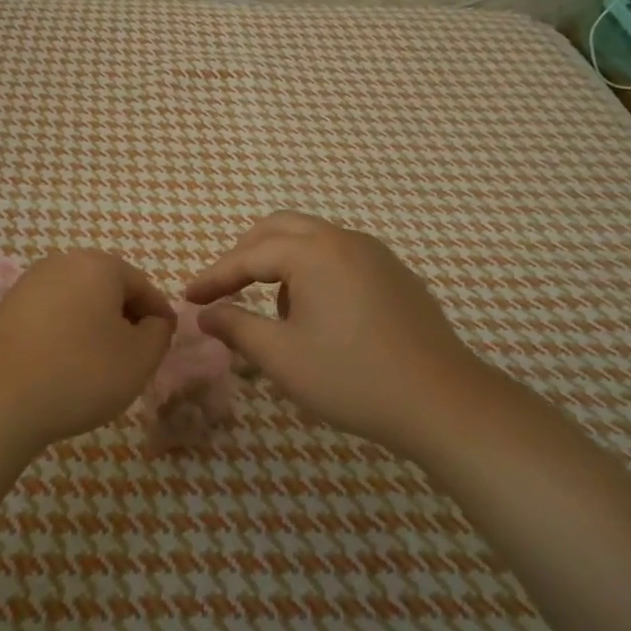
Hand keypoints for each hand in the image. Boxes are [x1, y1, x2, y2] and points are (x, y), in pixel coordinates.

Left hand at [0, 250, 175, 452]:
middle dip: (125, 321)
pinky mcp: (4, 310)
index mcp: (98, 265)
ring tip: (98, 368)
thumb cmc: (80, 373)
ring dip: (94, 329)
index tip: (164, 346)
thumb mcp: (139, 358)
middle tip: (134, 358)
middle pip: (108, 290)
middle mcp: (61, 263)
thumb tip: (152, 322)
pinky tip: (63, 368)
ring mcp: (28, 285)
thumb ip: (158, 333)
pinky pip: (50, 318)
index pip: (143, 287)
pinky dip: (64, 337)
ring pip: (78, 303)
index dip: (159, 317)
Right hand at [186, 213, 500, 459]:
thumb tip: (206, 314)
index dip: (215, 276)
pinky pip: (340, 257)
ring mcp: (376, 255)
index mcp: (313, 253)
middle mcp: (344, 240)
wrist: (442, 401)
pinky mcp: (396, 275)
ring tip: (272, 311)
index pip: (249, 255)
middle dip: (246, 255)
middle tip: (224, 288)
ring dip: (281, 262)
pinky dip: (313, 272)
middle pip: (280, 229)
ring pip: (313, 240)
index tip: (189, 297)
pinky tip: (317, 315)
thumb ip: (237, 328)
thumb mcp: (282, 357)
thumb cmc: (352, 377)